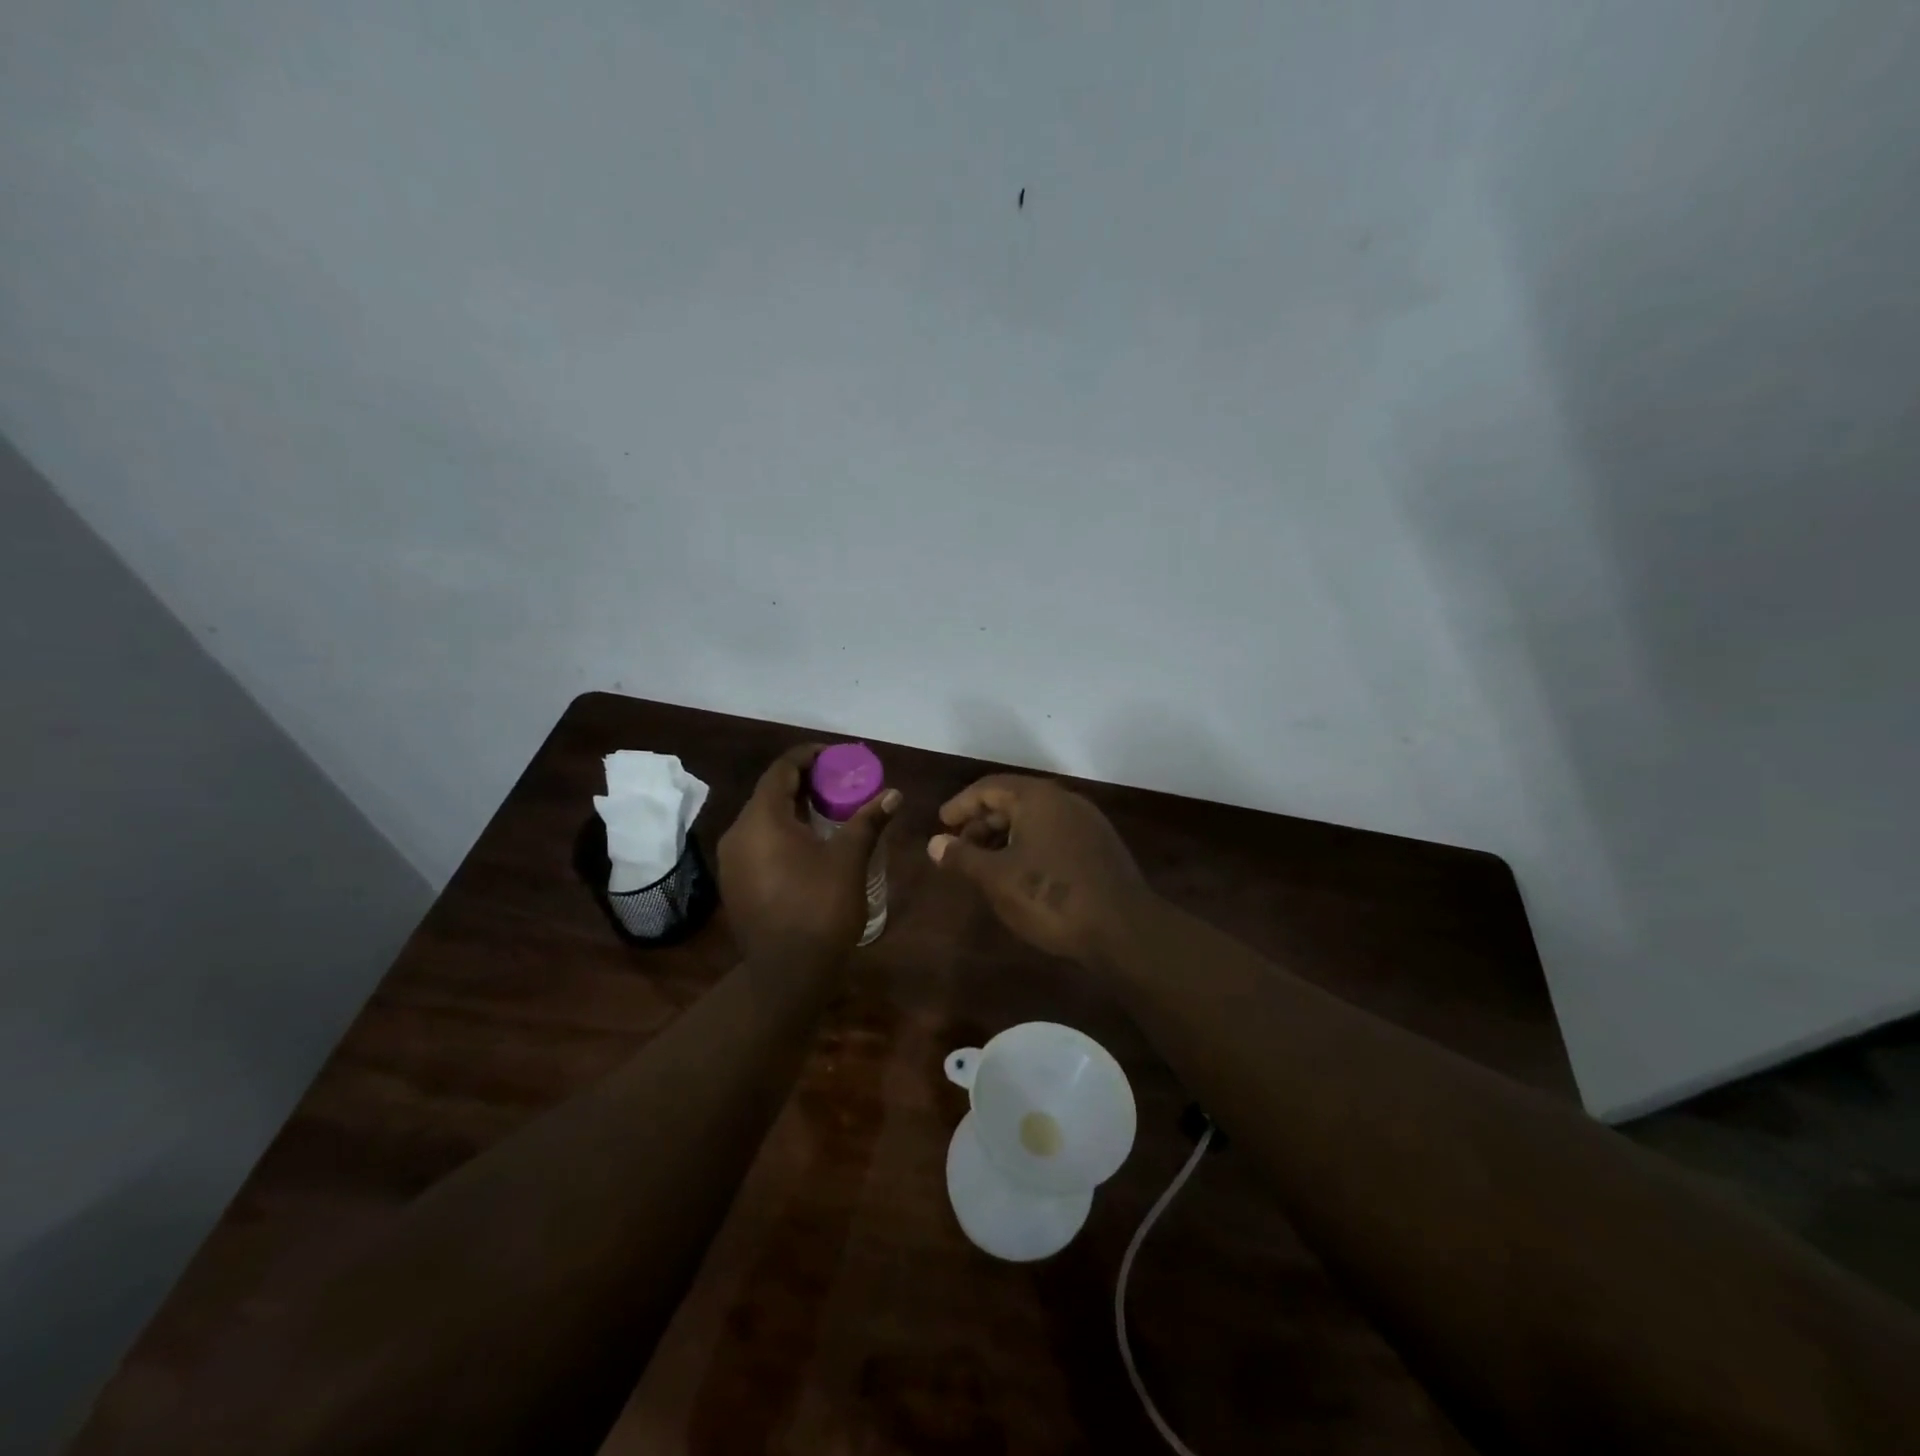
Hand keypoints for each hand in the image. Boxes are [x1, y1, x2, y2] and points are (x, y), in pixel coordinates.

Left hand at [717, 744, 899, 970]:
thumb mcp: (849, 860)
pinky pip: (758, 842)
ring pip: (763, 819)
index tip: (835, 756)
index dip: (807, 757)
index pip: (781, 771)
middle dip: (804, 782)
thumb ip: (868, 821)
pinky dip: (782, 832)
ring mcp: (732, 861)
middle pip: (770, 793)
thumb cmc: (820, 908)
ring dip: (793, 808)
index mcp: (761, 820)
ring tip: (829, 809)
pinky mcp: (735, 883)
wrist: (788, 974)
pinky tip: (809, 844)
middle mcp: (738, 834)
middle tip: (838, 782)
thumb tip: (894, 794)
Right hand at [927, 775, 1149, 963]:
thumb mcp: (997, 878)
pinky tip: (1021, 872)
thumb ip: (963, 857)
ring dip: (1005, 836)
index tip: (941, 823)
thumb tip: (934, 843)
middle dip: (982, 822)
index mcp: (1038, 797)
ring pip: (1035, 819)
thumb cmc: (1051, 897)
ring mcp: (1087, 822)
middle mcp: (1064, 800)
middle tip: (959, 847)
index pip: (989, 787)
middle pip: (1014, 799)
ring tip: (984, 864)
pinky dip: (1029, 845)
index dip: (961, 805)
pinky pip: (1054, 834)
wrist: (1123, 929)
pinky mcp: (1099, 846)